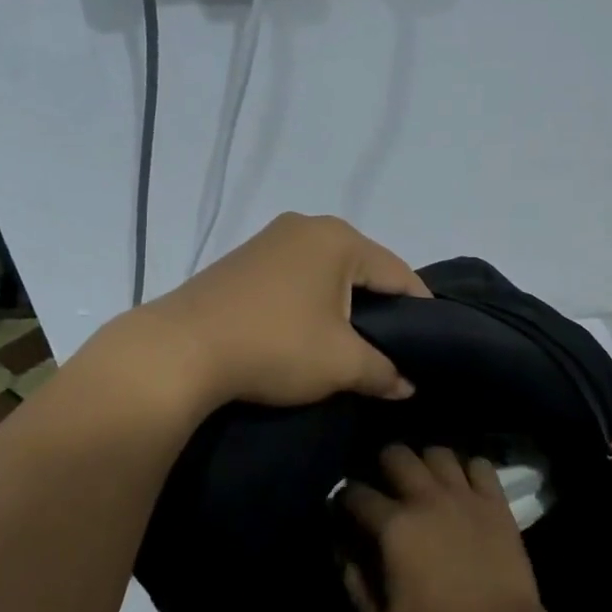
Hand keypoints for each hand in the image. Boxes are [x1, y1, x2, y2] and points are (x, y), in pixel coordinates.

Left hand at [140, 212, 428, 409]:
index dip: (419, 310)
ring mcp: (269, 240)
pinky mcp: (241, 260)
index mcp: (339, 239)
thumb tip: (407, 384)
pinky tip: (307, 332)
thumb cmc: (275, 346)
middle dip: (379, 307)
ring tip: (349, 345)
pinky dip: (309, 302)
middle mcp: (306, 226)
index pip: (398, 272)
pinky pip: (294, 277)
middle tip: (391, 348)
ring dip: (341, 306)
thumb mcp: (340, 364)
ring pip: (326, 273)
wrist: (181, 350)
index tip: (430, 344)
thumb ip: (383, 371)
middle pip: (362, 268)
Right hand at [341, 446, 545, 611]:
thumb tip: (344, 554)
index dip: (345, 498)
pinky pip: (481, 465)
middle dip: (384, 464)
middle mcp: (426, 499)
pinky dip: (470, 470)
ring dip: (427, 463)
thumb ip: (357, 586)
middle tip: (387, 484)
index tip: (346, 508)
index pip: (356, 494)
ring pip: (438, 453)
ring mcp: (464, 497)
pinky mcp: (496, 503)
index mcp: (394, 527)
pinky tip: (466, 487)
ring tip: (427, 481)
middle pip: (397, 455)